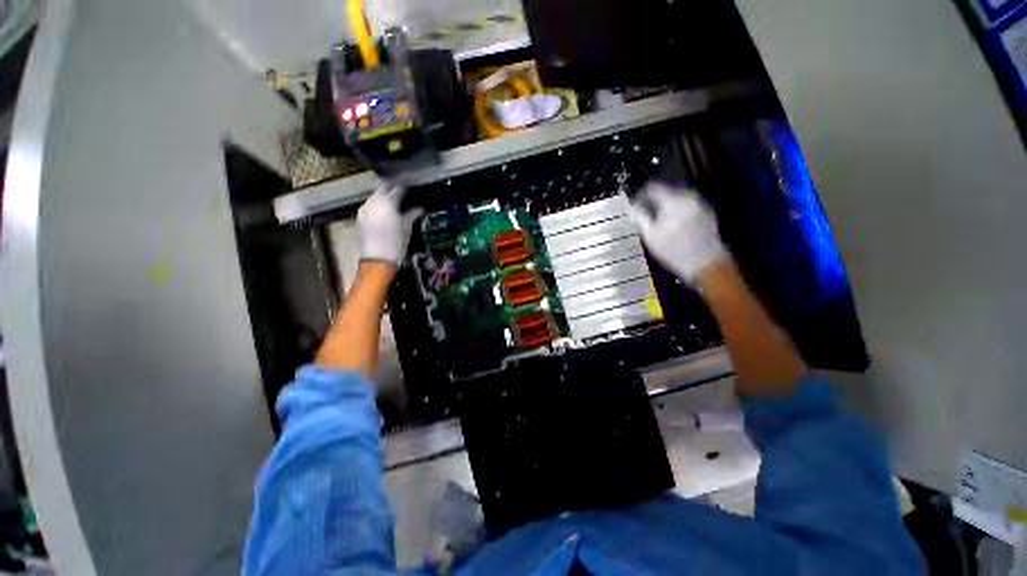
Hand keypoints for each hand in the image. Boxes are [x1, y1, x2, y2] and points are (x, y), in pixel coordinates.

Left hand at [357, 187, 423, 265]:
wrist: (378, 259)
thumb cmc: (397, 242)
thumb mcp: (407, 227)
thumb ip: (413, 213)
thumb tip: (421, 207)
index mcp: (386, 202)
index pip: (396, 189)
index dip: (404, 188)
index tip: (412, 189)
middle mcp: (372, 202)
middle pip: (382, 190)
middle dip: (392, 191)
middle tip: (403, 195)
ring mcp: (364, 210)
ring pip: (375, 198)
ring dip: (384, 199)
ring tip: (395, 204)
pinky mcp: (360, 219)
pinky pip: (370, 207)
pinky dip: (378, 207)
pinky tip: (385, 214)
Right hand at [628, 182, 727, 284]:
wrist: (705, 263)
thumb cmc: (673, 251)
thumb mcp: (650, 235)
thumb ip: (639, 217)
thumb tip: (631, 206)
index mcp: (673, 200)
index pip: (652, 187)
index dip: (640, 194)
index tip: (634, 204)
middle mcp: (689, 196)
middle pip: (666, 189)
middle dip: (653, 199)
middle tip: (644, 211)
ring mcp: (700, 203)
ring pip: (677, 196)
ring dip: (665, 203)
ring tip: (657, 218)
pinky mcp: (706, 212)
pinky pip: (687, 203)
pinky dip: (677, 208)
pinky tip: (672, 223)